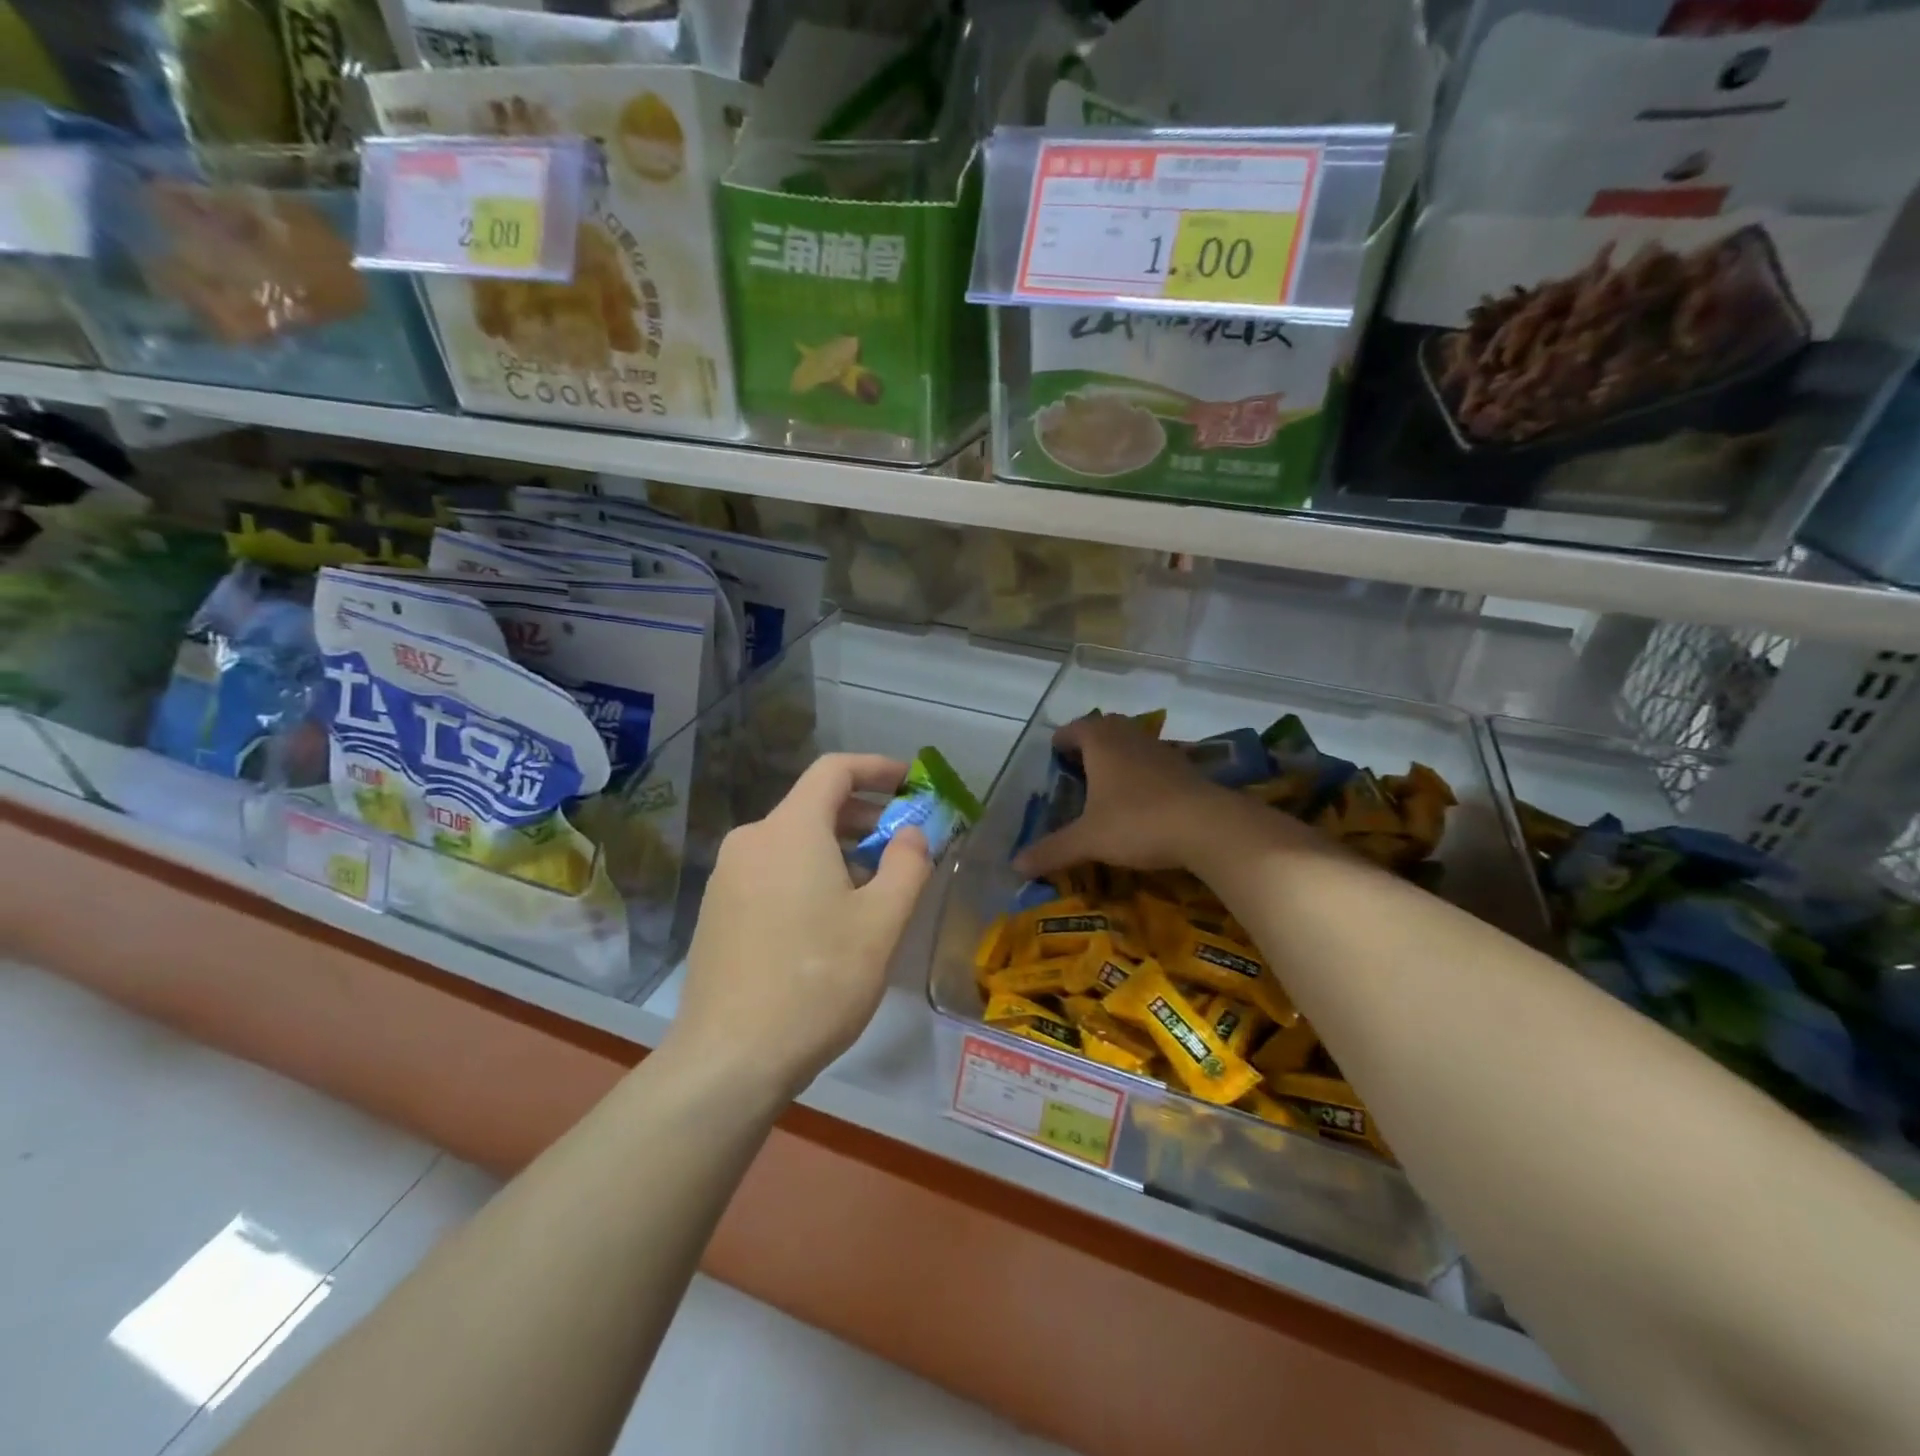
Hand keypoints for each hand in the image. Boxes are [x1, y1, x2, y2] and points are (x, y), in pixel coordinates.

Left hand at [670, 753, 932, 1102]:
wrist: (729, 1059)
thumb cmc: (817, 982)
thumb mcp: (881, 923)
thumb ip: (907, 865)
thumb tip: (910, 833)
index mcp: (790, 830)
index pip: (834, 771)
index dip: (876, 768)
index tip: (910, 782)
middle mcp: (751, 840)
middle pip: (812, 805)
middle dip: (862, 815)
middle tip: (901, 842)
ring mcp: (726, 876)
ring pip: (792, 840)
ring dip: (836, 848)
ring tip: (871, 886)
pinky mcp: (716, 910)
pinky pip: (771, 869)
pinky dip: (807, 872)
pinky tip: (827, 917)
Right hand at [1012, 714, 1315, 879]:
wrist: (1208, 827)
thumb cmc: (1137, 822)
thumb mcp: (1089, 840)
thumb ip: (1052, 850)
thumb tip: (1015, 865)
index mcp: (1102, 744)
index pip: (1076, 728)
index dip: (1063, 739)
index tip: (1054, 753)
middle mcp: (1130, 738)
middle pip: (1106, 727)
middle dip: (1090, 741)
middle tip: (1078, 765)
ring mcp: (1162, 751)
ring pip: (1133, 742)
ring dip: (1119, 754)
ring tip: (1107, 782)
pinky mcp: (1186, 769)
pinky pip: (1155, 761)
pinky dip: (1143, 771)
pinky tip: (1142, 798)